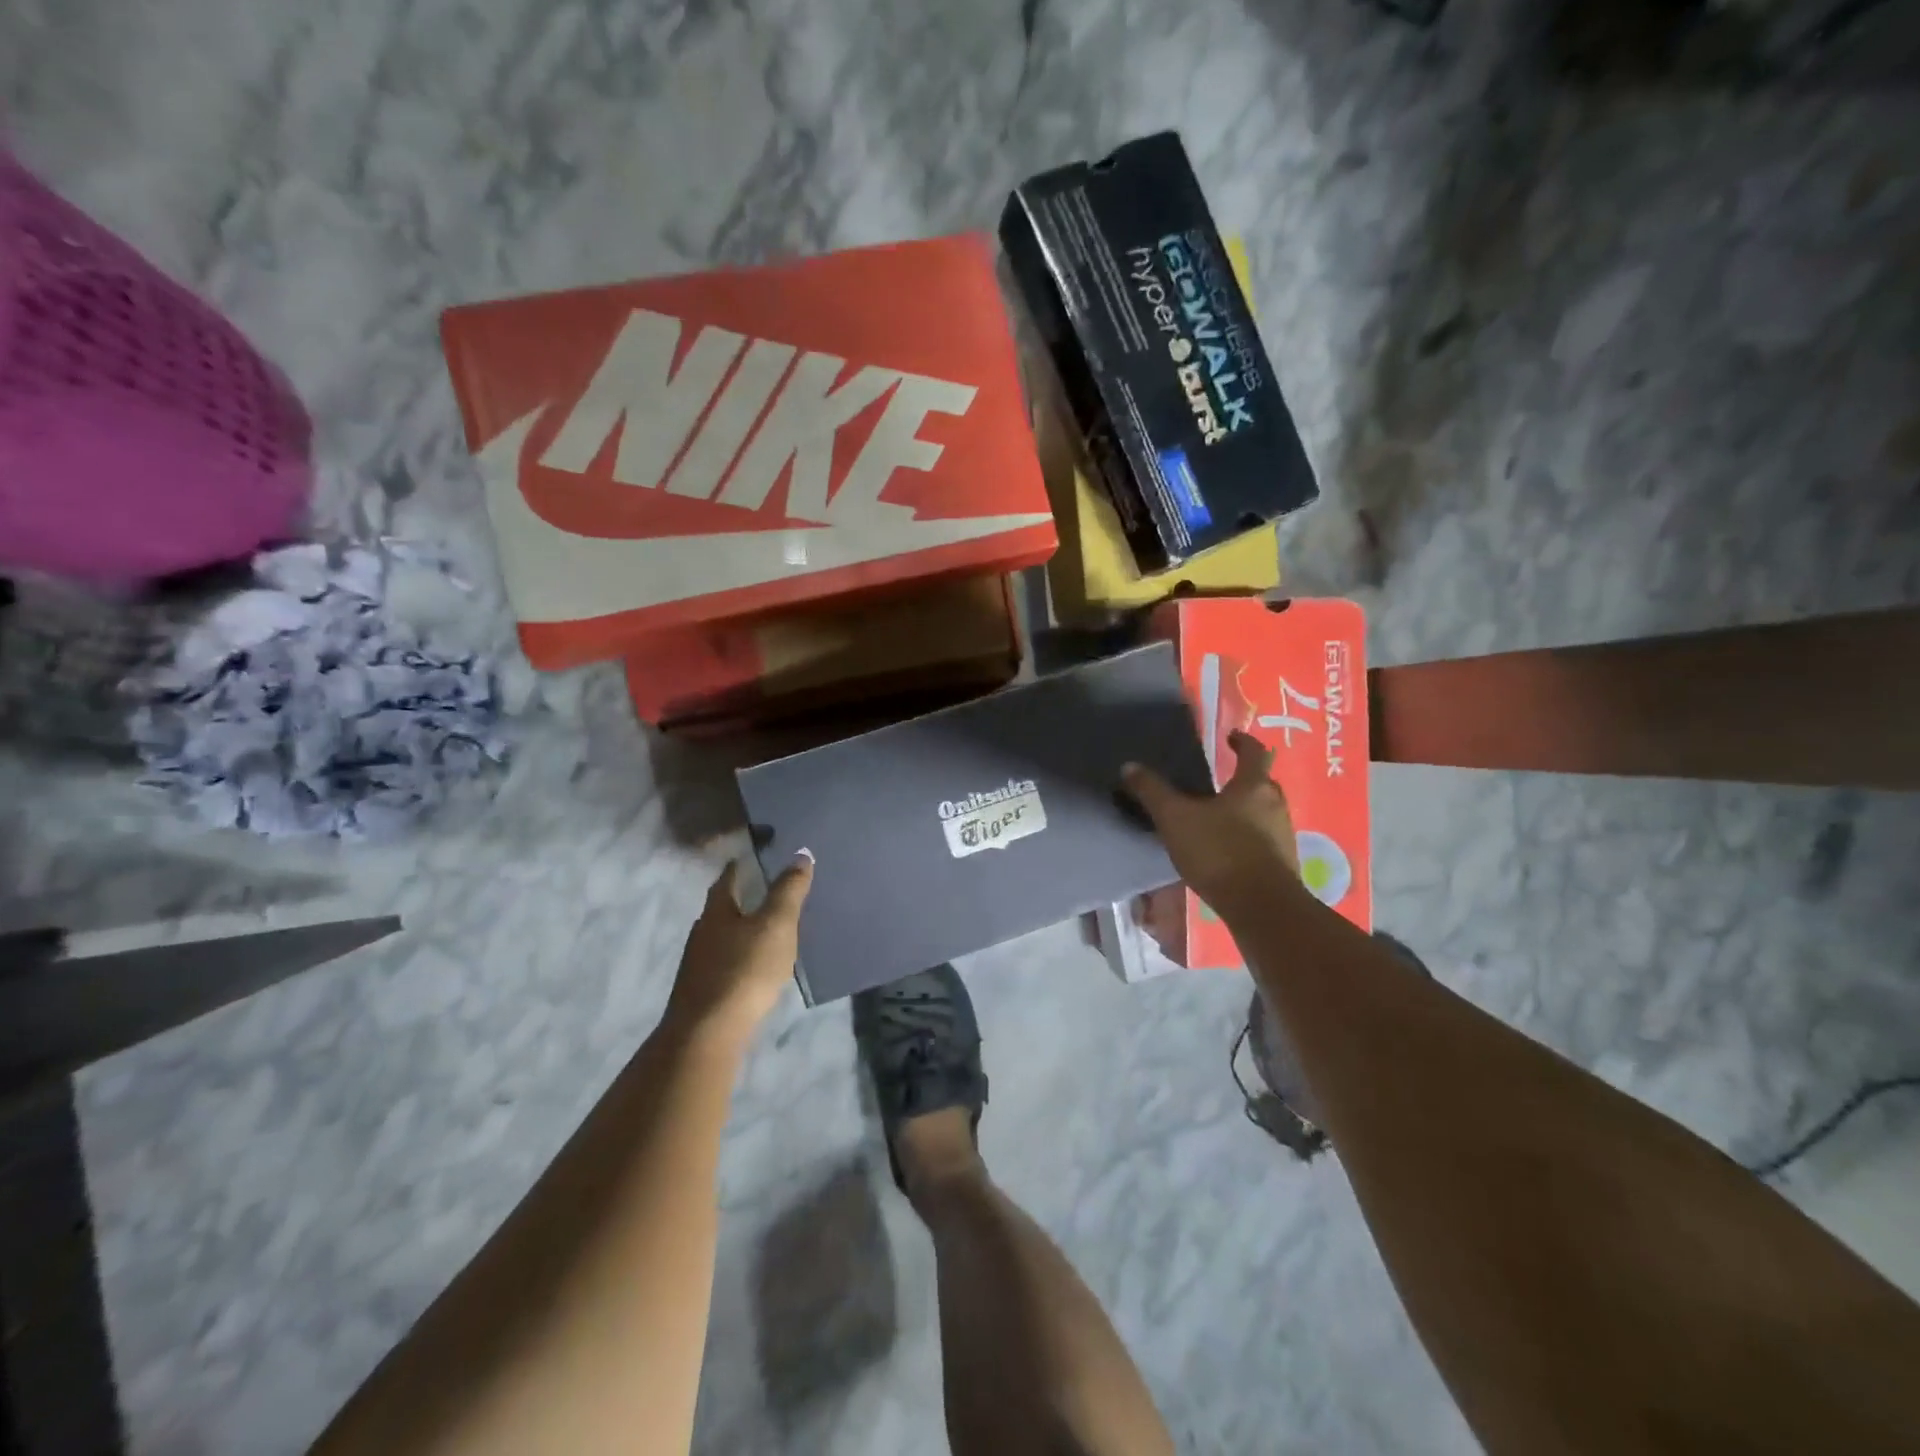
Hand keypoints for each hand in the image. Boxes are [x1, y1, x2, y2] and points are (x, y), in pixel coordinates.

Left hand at [664, 852, 814, 1044]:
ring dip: (738, 931)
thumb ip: (789, 890)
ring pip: (720, 938)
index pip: (726, 880)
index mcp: (716, 912)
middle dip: (738, 899)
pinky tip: (752, 968)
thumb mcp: (776, 924)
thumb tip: (801, 853)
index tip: (749, 858)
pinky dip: (738, 958)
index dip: (739, 867)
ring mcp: (697, 965)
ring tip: (763, 931)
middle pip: (720, 909)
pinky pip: (723, 964)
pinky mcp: (701, 993)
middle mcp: (701, 933)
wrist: (707, 1033)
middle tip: (763, 892)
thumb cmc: (744, 969)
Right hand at [1122, 731, 1300, 917]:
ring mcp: (1283, 835)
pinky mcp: (1282, 863)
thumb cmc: (1219, 852)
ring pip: (1264, 812)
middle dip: (1243, 778)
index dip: (1242, 741)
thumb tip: (1130, 766)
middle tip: (1218, 780)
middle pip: (1262, 782)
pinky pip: (1263, 839)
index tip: (1230, 737)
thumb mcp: (1175, 819)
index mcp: (1253, 786)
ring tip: (1217, 817)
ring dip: (1245, 809)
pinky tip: (1226, 850)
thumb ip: (1152, 792)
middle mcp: (1275, 805)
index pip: (1254, 752)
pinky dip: (1247, 836)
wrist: (1262, 907)